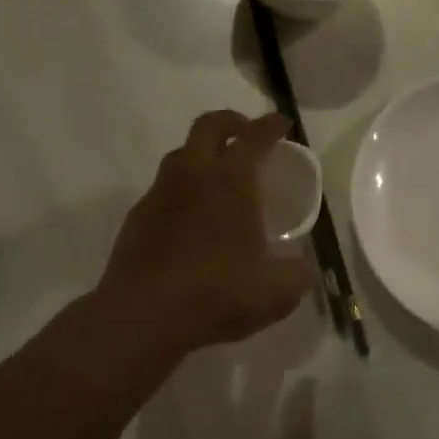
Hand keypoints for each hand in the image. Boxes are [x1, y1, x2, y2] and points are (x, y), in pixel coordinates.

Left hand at [98, 111, 313, 357]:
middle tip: (248, 133)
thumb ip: (297, 272)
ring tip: (219, 174)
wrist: (144, 317)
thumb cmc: (218, 294)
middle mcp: (194, 177)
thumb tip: (300, 264)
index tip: (282, 124)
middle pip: (209, 126)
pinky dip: (183, 189)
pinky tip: (192, 216)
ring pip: (181, 154)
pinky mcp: (138, 217)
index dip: (271, 125)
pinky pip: (163, 188)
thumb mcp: (277, 292)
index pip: (254, 137)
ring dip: (203, 153)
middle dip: (232, 121)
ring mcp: (160, 194)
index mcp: (232, 183)